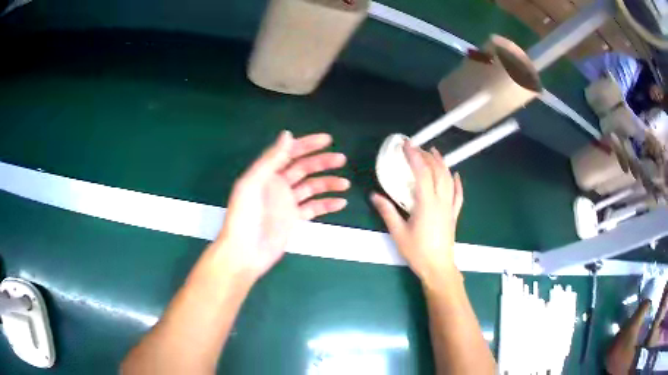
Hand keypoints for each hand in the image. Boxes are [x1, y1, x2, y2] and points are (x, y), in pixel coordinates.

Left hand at [215, 130, 348, 281]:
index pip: (290, 153)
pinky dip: (327, 205)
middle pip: (304, 168)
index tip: (328, 140)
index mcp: (266, 173)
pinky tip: (341, 202)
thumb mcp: (252, 183)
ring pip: (312, 187)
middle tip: (341, 159)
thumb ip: (270, 159)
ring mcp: (287, 202)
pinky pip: (314, 208)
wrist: (245, 252)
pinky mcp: (294, 219)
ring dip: (328, 183)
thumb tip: (287, 134)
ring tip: (345, 183)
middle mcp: (278, 184)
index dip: (308, 145)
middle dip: (322, 162)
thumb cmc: (244, 217)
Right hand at [371, 142, 462, 283]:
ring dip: (442, 164)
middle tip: (417, 148)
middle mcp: (441, 201)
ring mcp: (450, 207)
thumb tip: (374, 195)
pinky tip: (455, 175)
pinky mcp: (454, 214)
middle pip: (438, 172)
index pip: (422, 173)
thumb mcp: (398, 232)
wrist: (438, 267)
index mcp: (427, 203)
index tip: (406, 144)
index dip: (414, 156)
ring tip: (434, 152)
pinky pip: (458, 195)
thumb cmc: (417, 252)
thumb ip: (387, 211)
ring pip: (449, 180)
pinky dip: (457, 183)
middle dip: (428, 156)